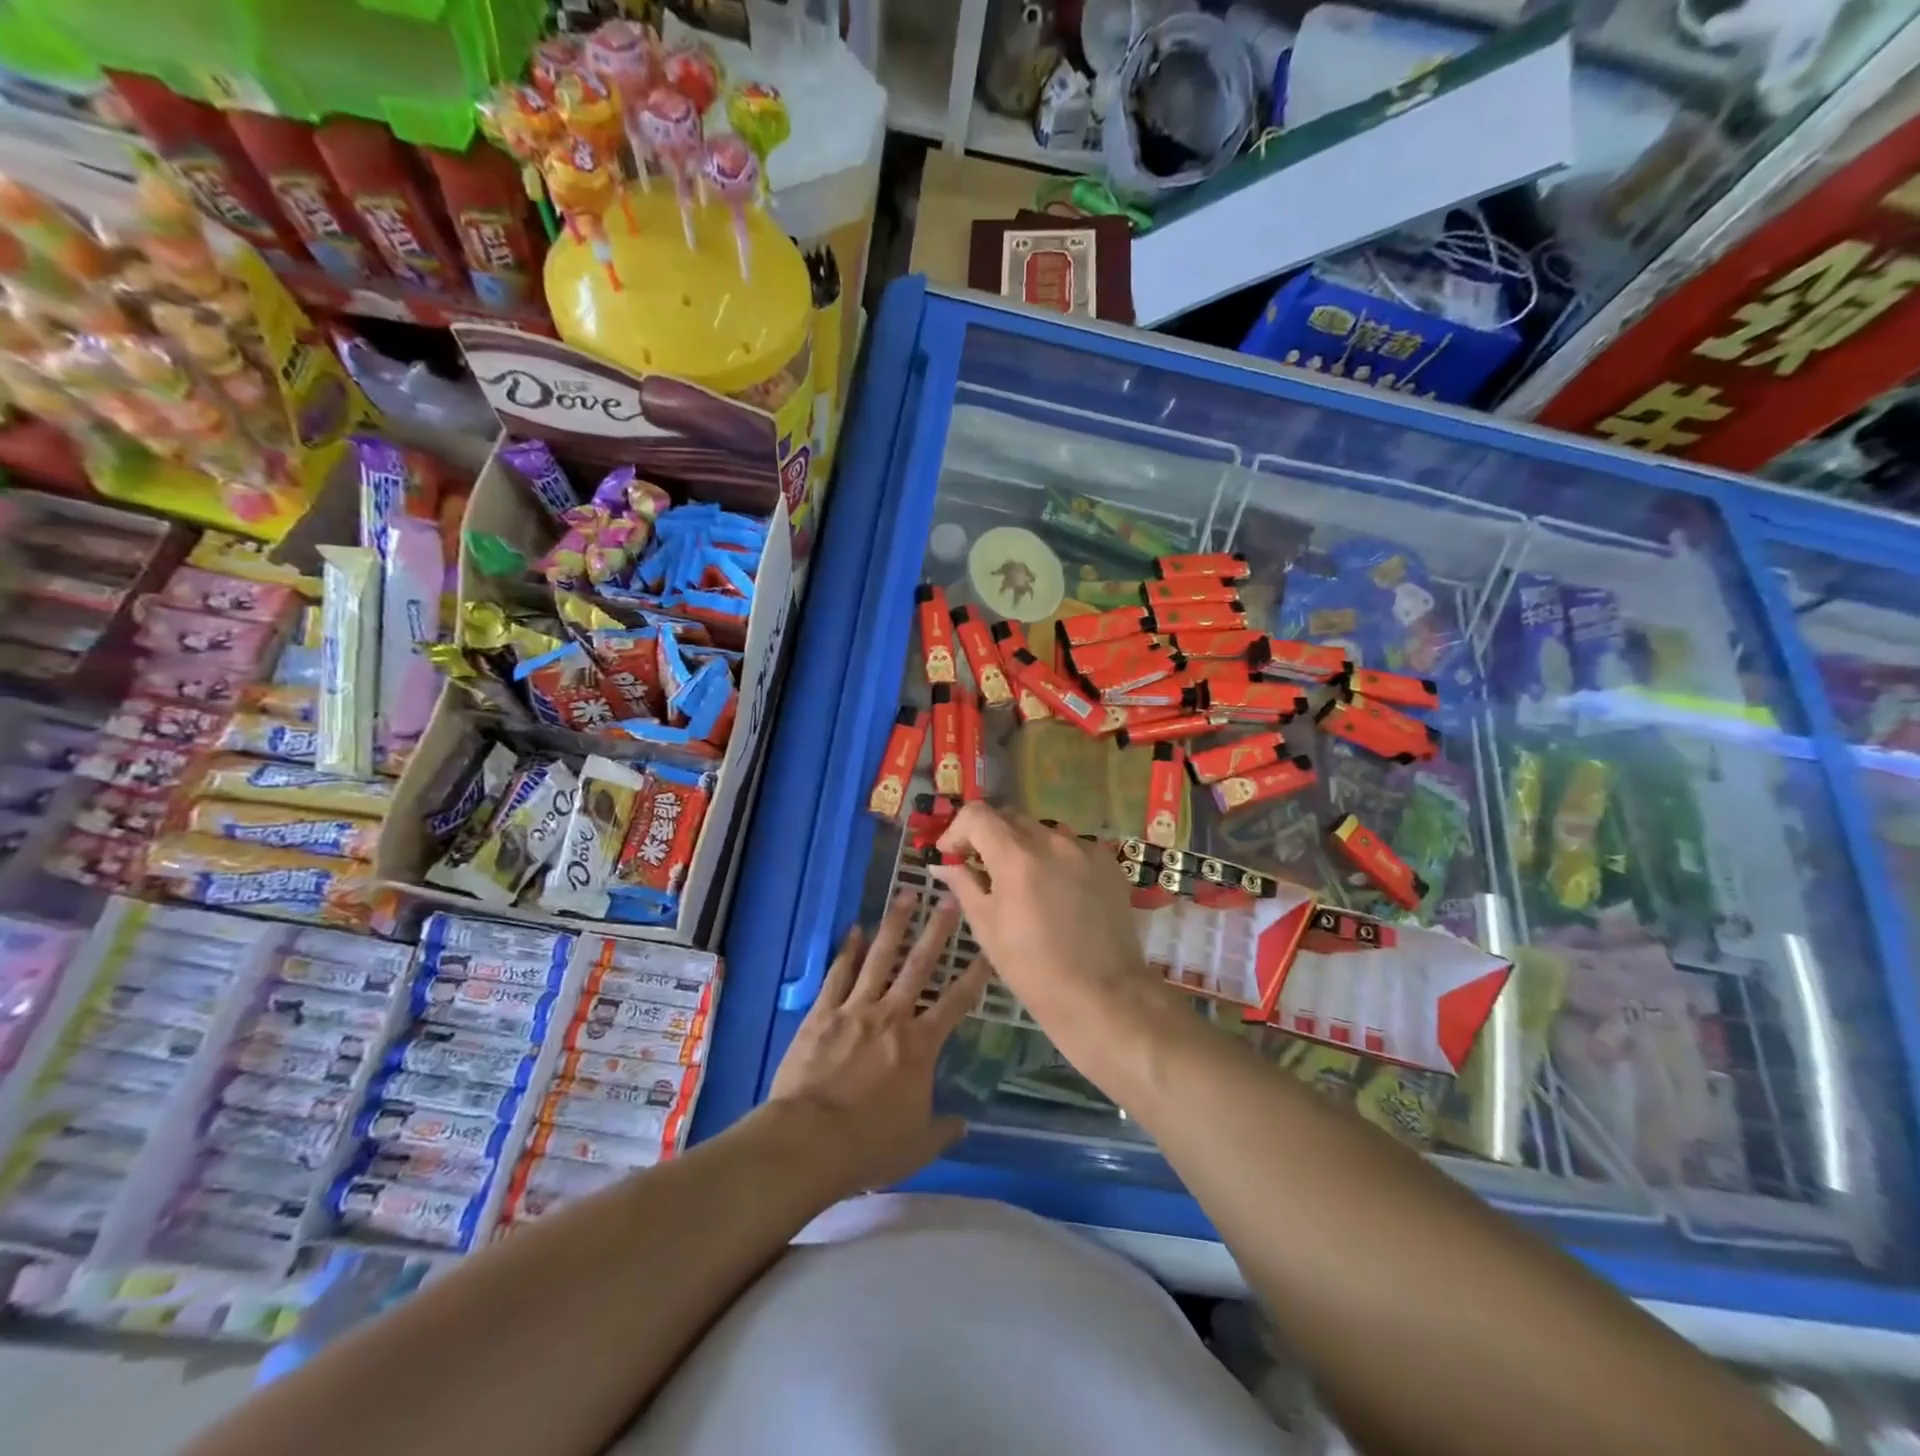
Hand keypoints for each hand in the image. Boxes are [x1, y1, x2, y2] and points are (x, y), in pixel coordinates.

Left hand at [768, 892, 989, 1195]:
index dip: (975, 975)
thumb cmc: (869, 1145)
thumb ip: (943, 1130)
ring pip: (880, 958)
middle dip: (938, 931)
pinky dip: (847, 951)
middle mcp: (892, 1016)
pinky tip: (854, 929)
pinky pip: (838, 974)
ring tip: (906, 894)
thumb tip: (963, 1123)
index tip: (988, 949)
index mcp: (920, 1045)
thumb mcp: (917, 1146)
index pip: (956, 1002)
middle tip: (950, 898)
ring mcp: (855, 1009)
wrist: (809, 1141)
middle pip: (919, 965)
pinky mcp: (823, 1013)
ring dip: (894, 925)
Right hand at [930, 803, 1175, 1083]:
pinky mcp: (1108, 862)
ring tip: (1021, 883)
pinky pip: (1071, 847)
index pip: (977, 815)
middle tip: (981, 867)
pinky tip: (1056, 891)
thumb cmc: (1033, 968)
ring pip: (1042, 831)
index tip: (952, 855)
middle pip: (1010, 818)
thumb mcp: (987, 927)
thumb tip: (942, 863)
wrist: (1103, 995)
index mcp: (1017, 856)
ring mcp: (1085, 849)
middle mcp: (1053, 840)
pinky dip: (1054, 859)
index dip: (957, 830)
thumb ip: (964, 885)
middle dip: (989, 837)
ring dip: (1023, 846)